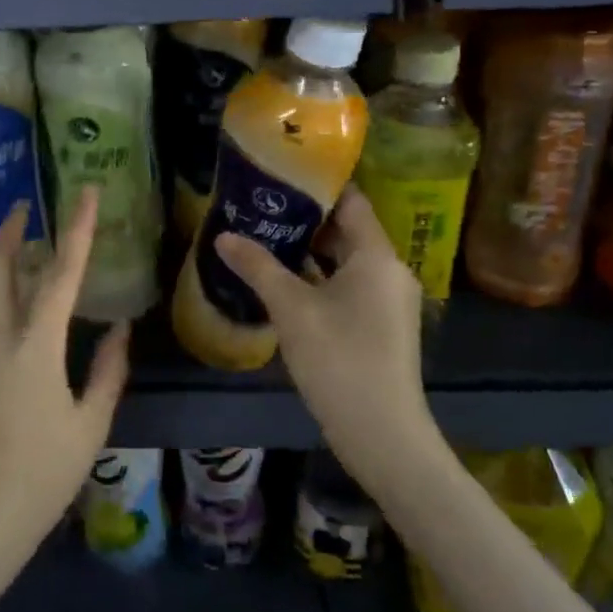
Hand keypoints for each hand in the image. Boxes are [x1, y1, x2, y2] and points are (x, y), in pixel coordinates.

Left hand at [0, 187, 129, 569]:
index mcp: (35, 347)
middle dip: (9, 231)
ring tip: (10, 239)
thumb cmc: (41, 474)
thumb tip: (118, 330)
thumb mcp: (89, 424)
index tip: (83, 192)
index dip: (76, 229)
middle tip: (24, 206)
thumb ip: (107, 371)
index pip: (59, 273)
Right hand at [214, 188, 438, 495]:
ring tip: (265, 237)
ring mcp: (388, 300)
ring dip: (310, 251)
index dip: (318, 186)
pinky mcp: (381, 325)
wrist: (382, 434)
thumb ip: (258, 267)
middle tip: (262, 206)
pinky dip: (320, 278)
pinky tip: (285, 281)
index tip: (280, 176)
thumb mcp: (291, 309)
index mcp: (377, 256)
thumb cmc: (339, 359)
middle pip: (347, 230)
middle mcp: (389, 270)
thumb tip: (223, 236)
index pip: (351, 202)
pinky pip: (349, 286)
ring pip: (346, 261)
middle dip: (305, 219)